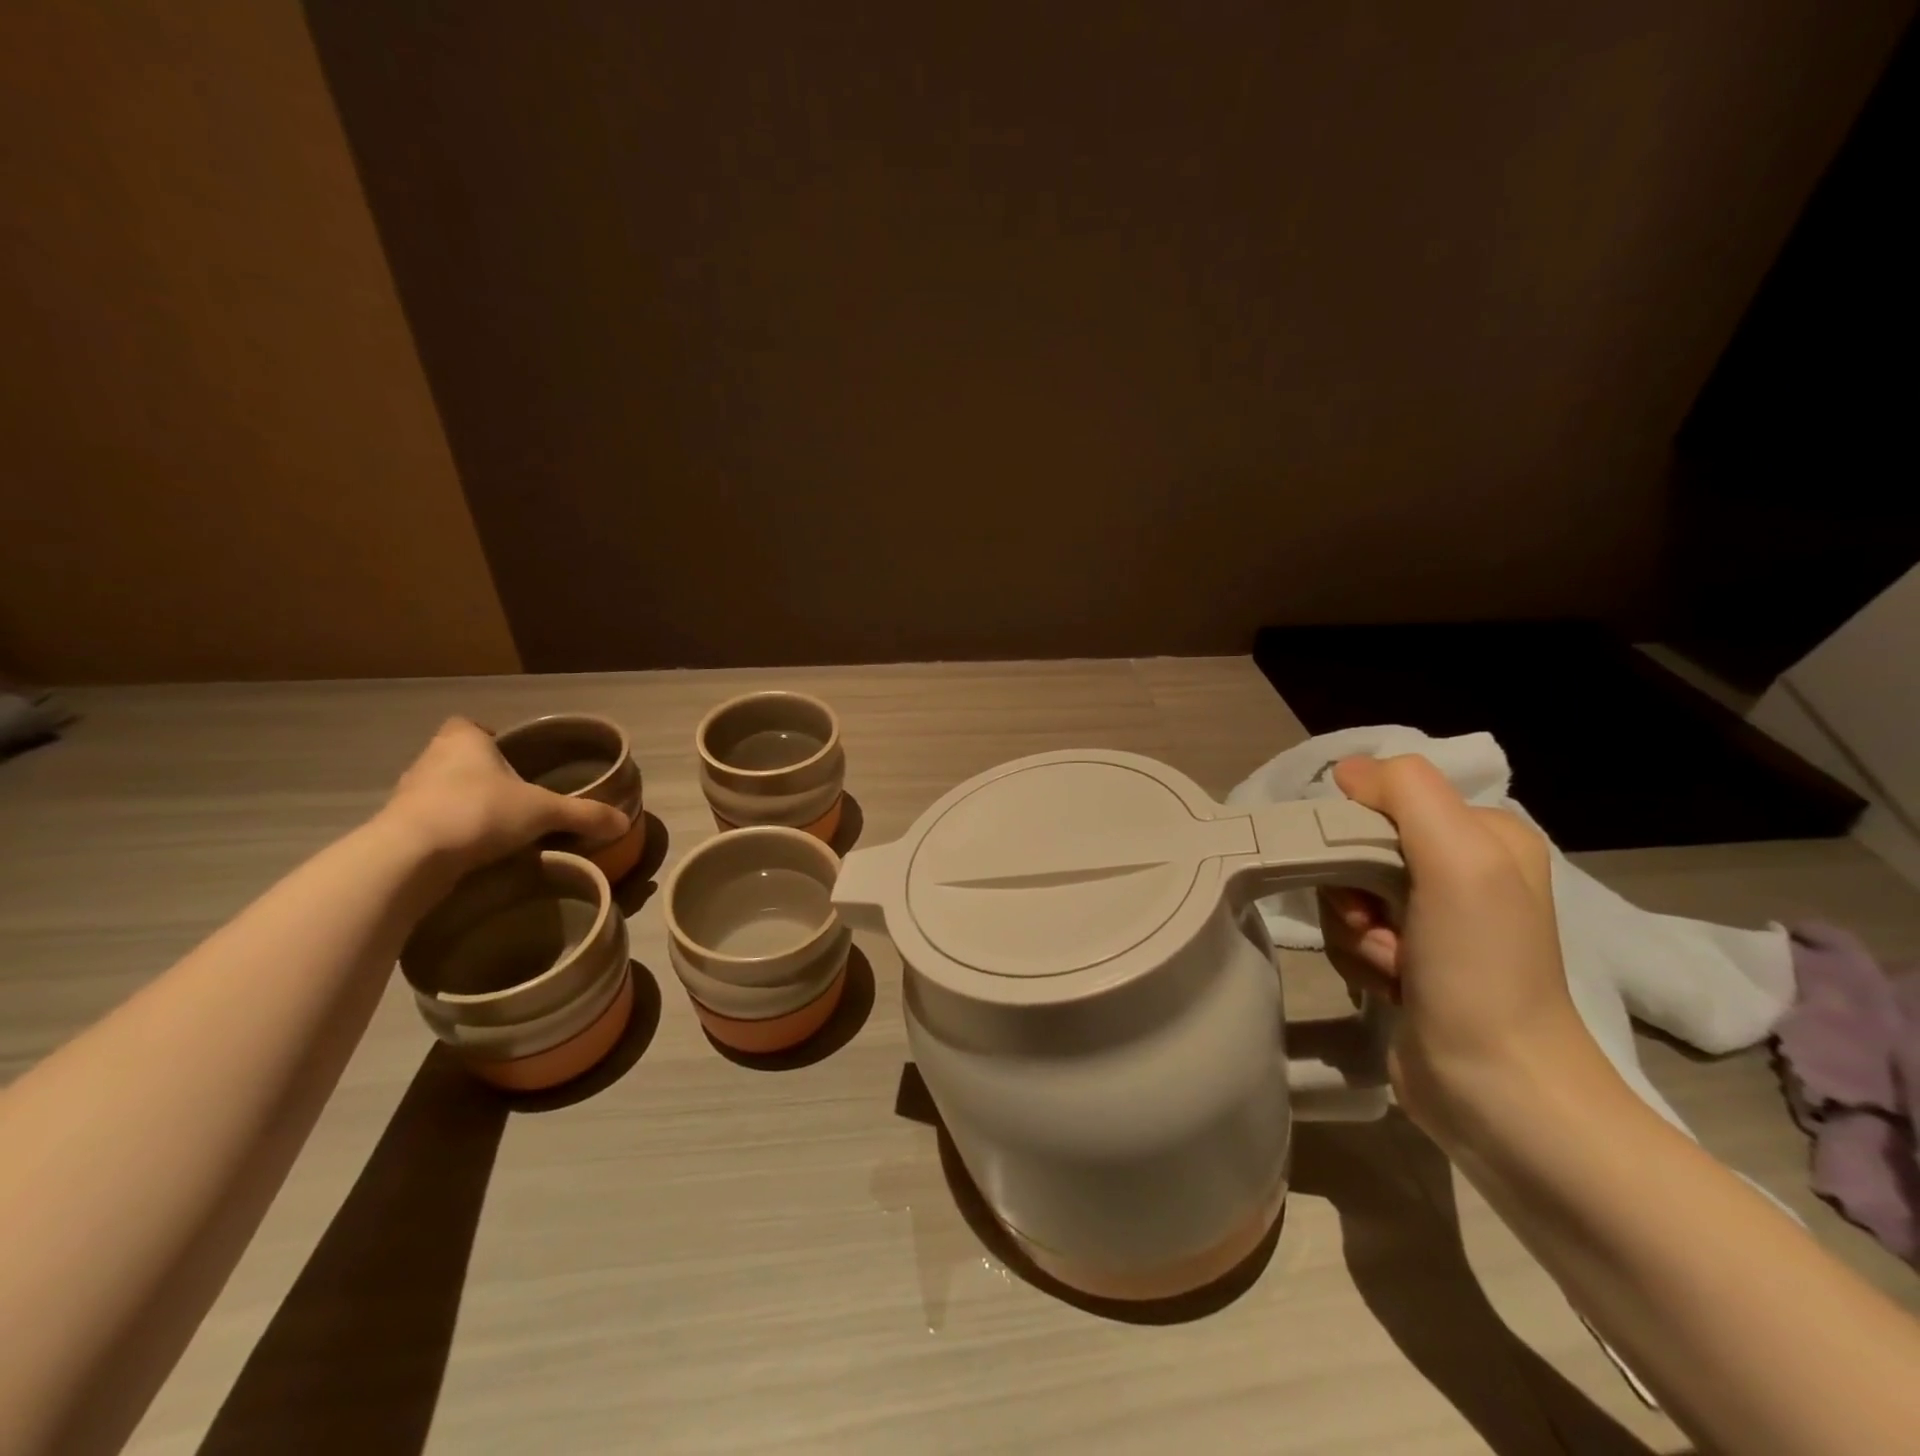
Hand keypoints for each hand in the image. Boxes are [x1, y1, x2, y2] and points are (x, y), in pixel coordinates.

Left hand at [380, 718, 628, 873]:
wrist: (410, 857)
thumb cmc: (479, 812)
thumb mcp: (544, 813)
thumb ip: (584, 815)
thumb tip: (624, 823)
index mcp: (463, 741)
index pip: (467, 725)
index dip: (485, 736)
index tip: (508, 754)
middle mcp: (430, 760)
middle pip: (455, 758)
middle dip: (479, 773)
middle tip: (513, 794)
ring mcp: (407, 796)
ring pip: (440, 791)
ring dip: (462, 804)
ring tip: (495, 826)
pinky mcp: (396, 830)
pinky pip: (428, 823)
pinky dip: (448, 833)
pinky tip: (472, 851)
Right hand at [1316, 755, 1599, 1138]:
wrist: (1497, 1090)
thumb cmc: (1482, 969)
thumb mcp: (1460, 860)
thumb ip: (1406, 793)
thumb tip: (1347, 773)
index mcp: (1483, 835)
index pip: (1383, 800)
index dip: (1355, 834)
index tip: (1368, 880)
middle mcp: (1460, 870)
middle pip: (1356, 849)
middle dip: (1352, 892)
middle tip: (1379, 928)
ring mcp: (1433, 920)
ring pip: (1344, 894)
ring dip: (1353, 932)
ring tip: (1393, 968)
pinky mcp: (1408, 961)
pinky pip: (1349, 935)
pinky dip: (1358, 960)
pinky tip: (1391, 988)